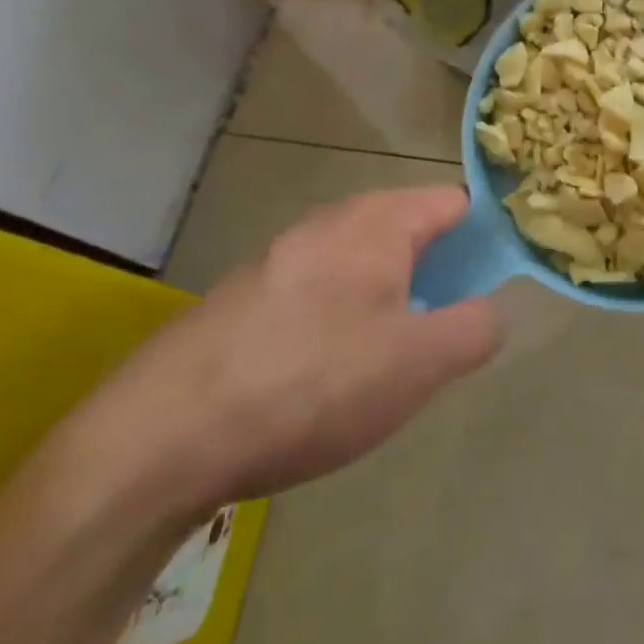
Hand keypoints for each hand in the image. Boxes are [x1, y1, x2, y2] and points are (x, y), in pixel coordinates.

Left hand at [96, 187, 501, 514]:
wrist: (154, 441)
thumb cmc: (309, 385)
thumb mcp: (418, 365)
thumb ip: (475, 328)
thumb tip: (489, 311)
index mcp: (378, 220)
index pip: (455, 202)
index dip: (483, 240)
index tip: (487, 291)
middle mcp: (330, 221)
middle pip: (408, 232)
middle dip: (434, 278)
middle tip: (434, 339)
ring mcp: (281, 254)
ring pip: (362, 264)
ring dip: (387, 302)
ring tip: (380, 367)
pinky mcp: (245, 294)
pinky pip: (318, 290)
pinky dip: (338, 320)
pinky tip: (319, 380)